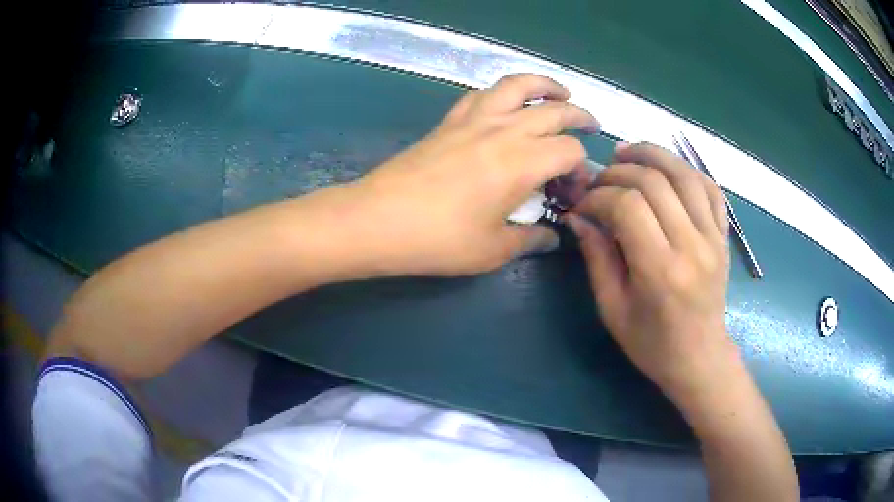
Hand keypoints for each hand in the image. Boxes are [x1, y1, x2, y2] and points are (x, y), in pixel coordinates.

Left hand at [343, 73, 597, 275]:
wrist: (377, 220)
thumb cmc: (438, 239)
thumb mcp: (492, 249)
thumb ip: (529, 239)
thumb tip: (550, 238)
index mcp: (522, 162)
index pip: (570, 151)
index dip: (582, 169)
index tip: (574, 190)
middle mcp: (503, 130)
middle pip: (554, 110)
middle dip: (579, 116)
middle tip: (591, 125)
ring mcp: (473, 119)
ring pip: (517, 85)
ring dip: (544, 85)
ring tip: (558, 92)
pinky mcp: (449, 120)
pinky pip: (482, 93)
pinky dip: (502, 92)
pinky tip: (505, 104)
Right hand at [565, 142, 737, 404]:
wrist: (699, 358)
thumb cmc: (652, 344)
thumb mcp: (613, 309)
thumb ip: (597, 258)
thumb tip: (578, 216)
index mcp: (660, 271)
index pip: (627, 207)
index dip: (598, 196)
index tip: (583, 204)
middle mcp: (692, 246)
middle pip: (654, 182)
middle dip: (619, 171)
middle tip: (600, 179)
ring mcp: (713, 238)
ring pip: (685, 174)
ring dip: (653, 155)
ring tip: (628, 153)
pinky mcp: (724, 236)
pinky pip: (710, 188)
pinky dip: (687, 169)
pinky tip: (667, 169)